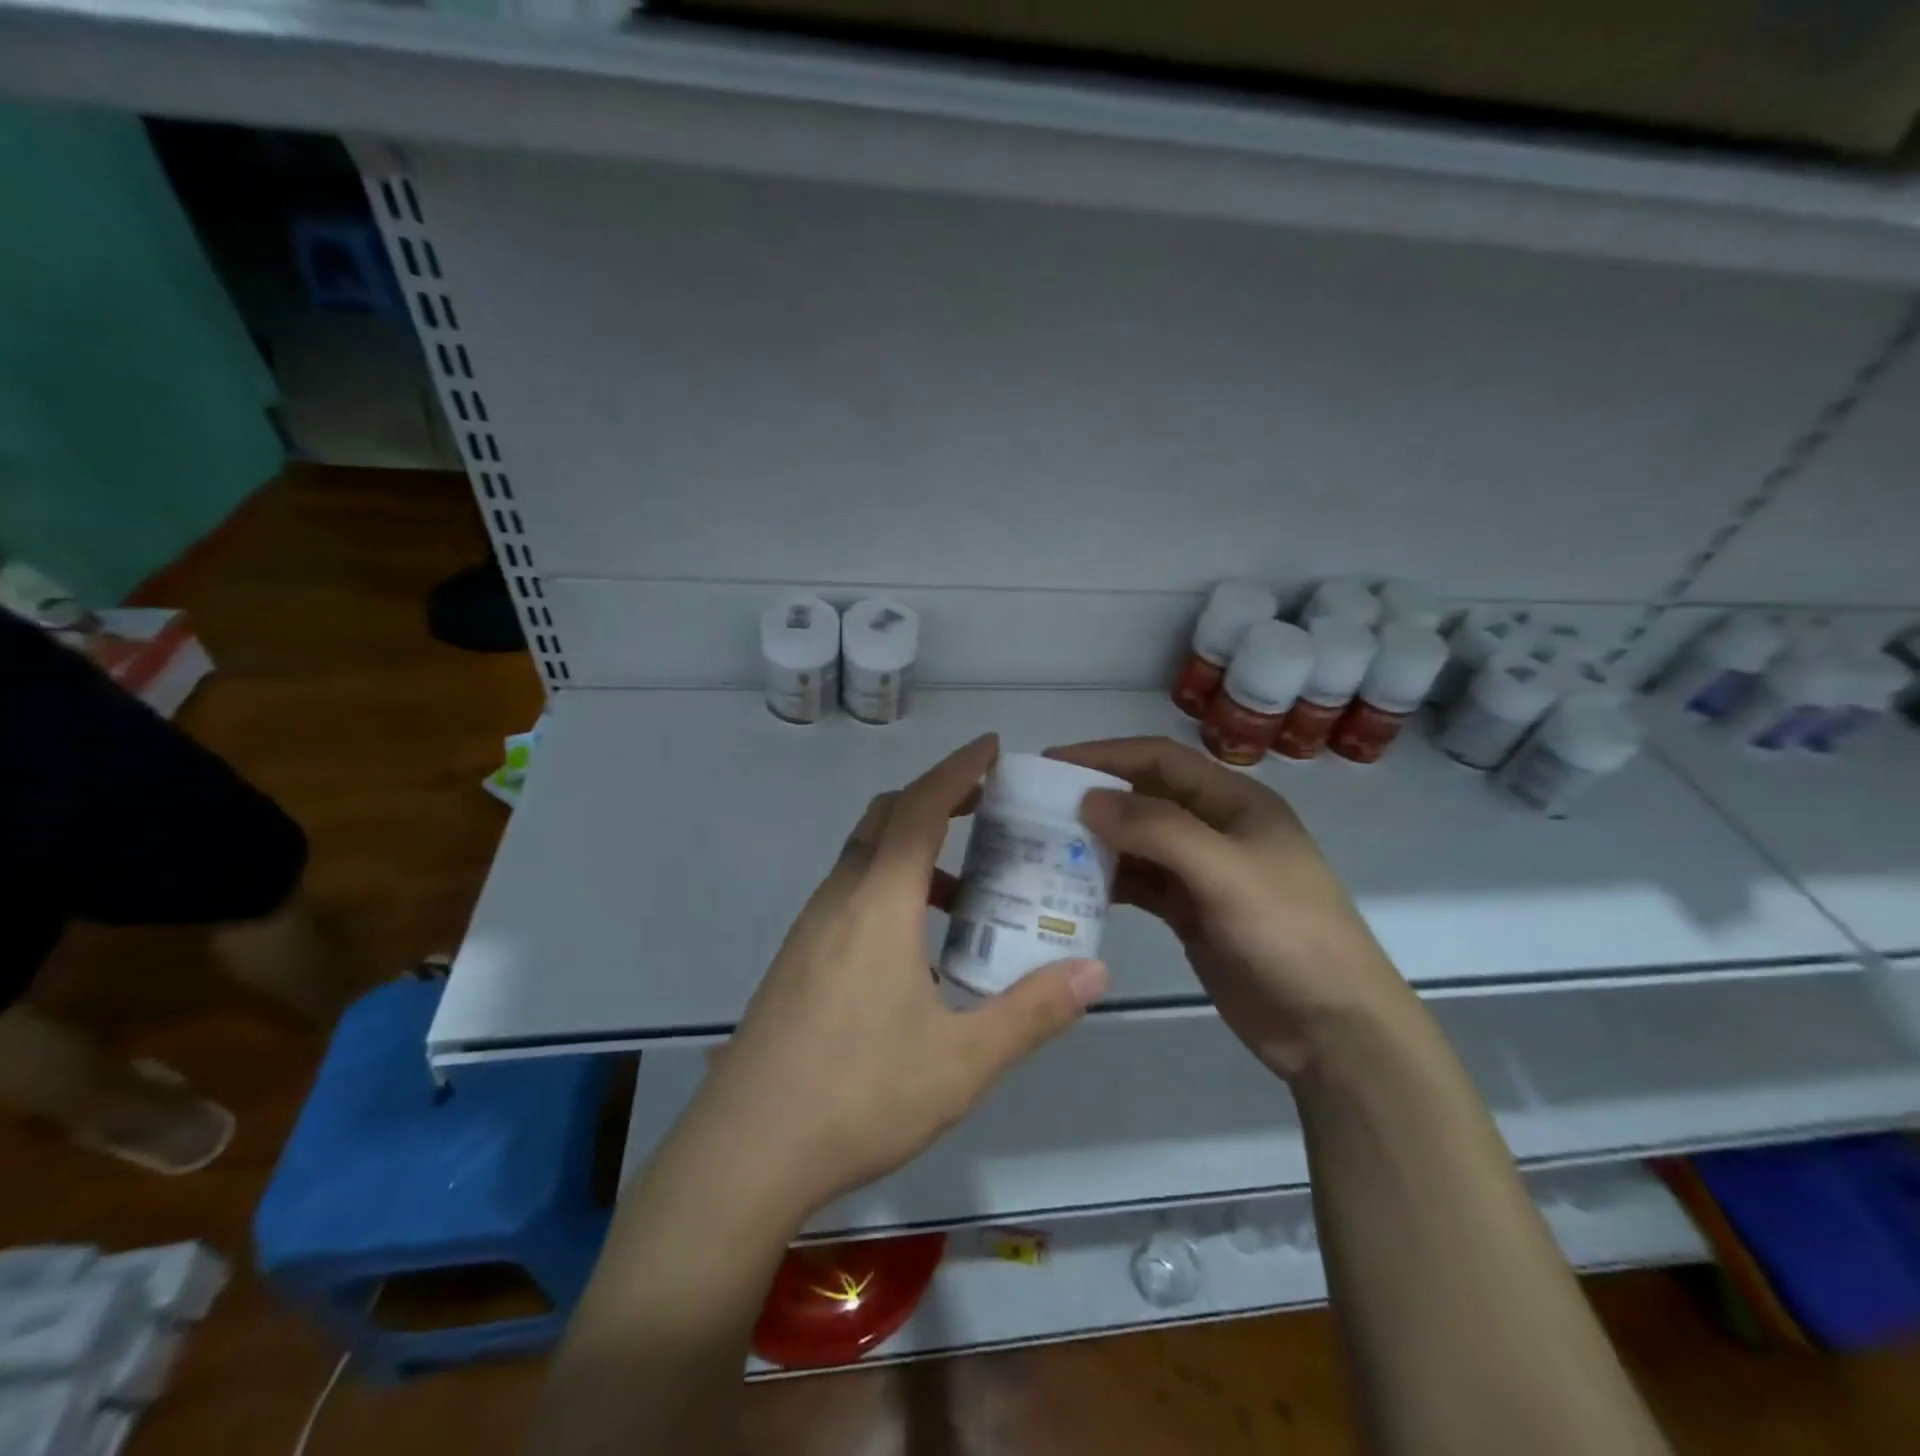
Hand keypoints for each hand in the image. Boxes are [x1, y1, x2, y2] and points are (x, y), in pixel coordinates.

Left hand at [694, 734, 1110, 1218]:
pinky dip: (891, 886)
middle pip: (886, 817)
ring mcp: (811, 928)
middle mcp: (840, 899)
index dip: (958, 770)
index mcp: (879, 902)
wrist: (744, 1152)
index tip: (992, 747)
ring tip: (967, 886)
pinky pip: (851, 894)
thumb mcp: (962, 1061)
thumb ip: (1032, 1012)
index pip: (921, 808)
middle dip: (937, 797)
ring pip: (865, 857)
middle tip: (988, 804)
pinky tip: (919, 947)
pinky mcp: (798, 959)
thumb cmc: (858, 1095)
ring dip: (913, 847)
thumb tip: (1094, 971)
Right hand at [1047, 736, 1418, 1078]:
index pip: (1159, 759)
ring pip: (1137, 843)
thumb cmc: (1289, 934)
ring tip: (1042, 848)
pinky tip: (1071, 889)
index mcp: (1234, 801)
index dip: (1105, 755)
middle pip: (1144, 798)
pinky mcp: (1190, 913)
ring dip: (1095, 843)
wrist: (1333, 1028)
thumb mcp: (1225, 871)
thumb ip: (1157, 829)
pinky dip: (1108, 882)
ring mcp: (1202, 873)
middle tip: (1035, 809)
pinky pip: (1140, 884)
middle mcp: (1215, 828)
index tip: (1051, 765)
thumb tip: (1089, 799)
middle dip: (1094, 799)